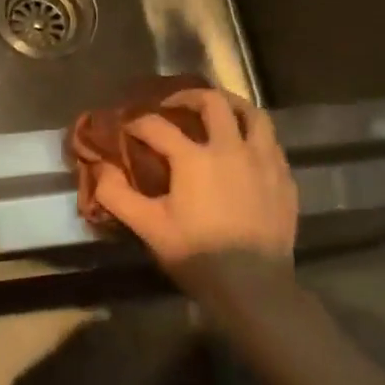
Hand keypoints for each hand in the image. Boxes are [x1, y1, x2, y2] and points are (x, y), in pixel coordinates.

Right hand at [94, 89, 298, 272]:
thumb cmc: (197, 255)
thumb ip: (117, 195)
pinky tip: (244, 148)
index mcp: (194, 158)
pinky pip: (271, 142)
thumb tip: (100, 168)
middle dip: (188, 97)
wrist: (254, 288)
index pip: (158, 126)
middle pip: (212, 102)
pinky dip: (254, 135)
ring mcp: (264, 161)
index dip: (138, 123)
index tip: (128, 129)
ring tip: (217, 112)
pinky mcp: (284, 178)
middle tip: (173, 106)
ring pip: (252, 114)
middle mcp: (231, 148)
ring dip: (231, 105)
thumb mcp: (148, 227)